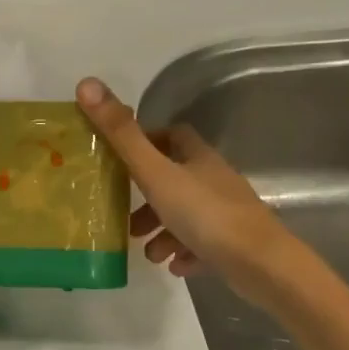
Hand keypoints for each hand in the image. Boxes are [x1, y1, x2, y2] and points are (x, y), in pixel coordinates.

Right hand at [75, 77, 303, 307]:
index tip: (121, 158)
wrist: (262, 266)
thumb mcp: (155, 173)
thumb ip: (121, 134)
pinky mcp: (235, 244)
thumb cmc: (205, 214)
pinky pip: (202, 243)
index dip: (147, 141)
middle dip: (147, 196)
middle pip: (175, 178)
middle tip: (124, 215)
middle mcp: (214, 179)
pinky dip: (183, 251)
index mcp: (197, 157)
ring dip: (161, 229)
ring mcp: (227, 212)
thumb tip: (86, 84)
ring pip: (186, 214)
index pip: (172, 135)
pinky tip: (172, 266)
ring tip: (146, 251)